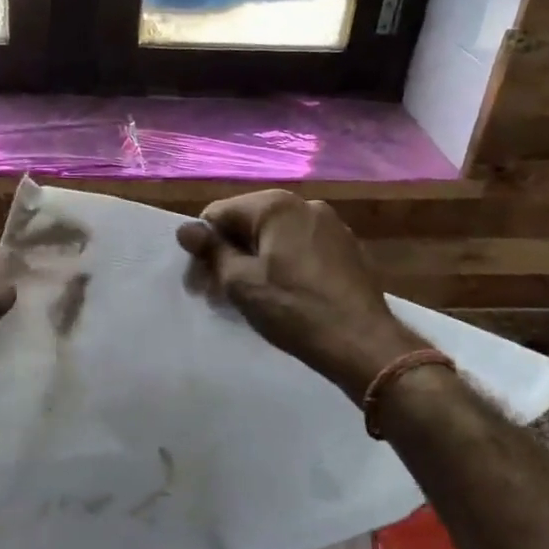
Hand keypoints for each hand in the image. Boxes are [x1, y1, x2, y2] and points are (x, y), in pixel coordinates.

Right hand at [177, 190, 426, 399]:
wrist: (362, 343)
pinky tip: (284, 295)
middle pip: (248, 222)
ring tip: (250, 297)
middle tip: (218, 293)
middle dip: (228, 254)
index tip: (199, 283)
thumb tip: (186, 229)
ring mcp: (331, 225)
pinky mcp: (346, 248)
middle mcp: (305, 205)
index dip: (202, 247)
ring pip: (275, 237)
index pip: (218, 214)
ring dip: (254, 260)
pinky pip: (301, 248)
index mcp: (276, 206)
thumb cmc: (294, 309)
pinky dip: (283, 265)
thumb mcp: (241, 283)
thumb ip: (212, 251)